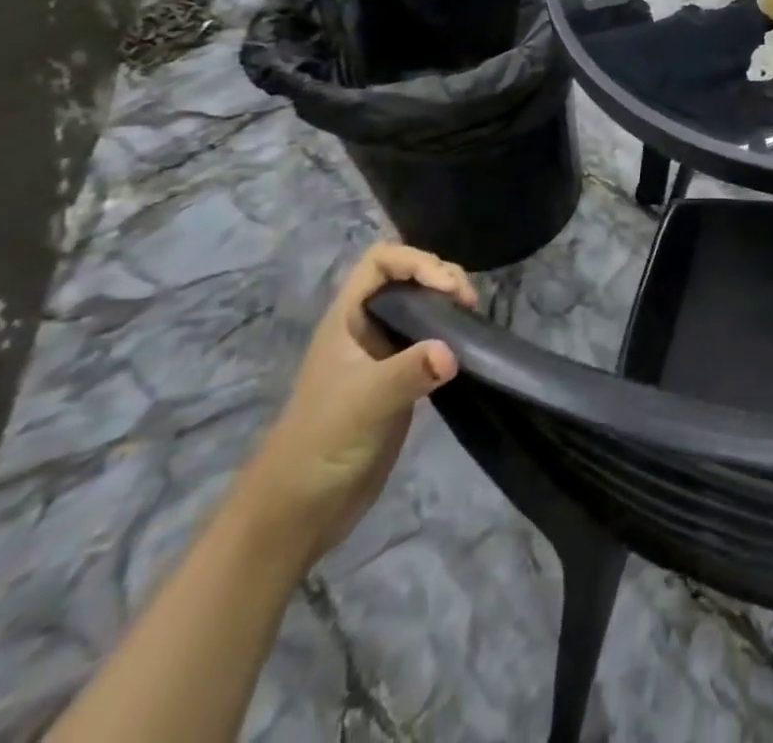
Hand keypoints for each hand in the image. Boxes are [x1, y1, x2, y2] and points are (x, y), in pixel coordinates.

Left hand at [234, 243, 476, 571]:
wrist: (299, 512)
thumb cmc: (319, 445)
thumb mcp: (364, 403)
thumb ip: (408, 373)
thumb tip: (453, 352)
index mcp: (347, 319)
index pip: (381, 261)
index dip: (416, 261)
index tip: (446, 288)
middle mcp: (367, 327)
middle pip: (409, 277)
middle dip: (442, 277)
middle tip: (467, 304)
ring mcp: (384, 354)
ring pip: (423, 306)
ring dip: (450, 303)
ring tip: (472, 319)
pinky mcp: (401, 380)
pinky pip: (432, 339)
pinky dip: (453, 334)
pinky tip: (468, 347)